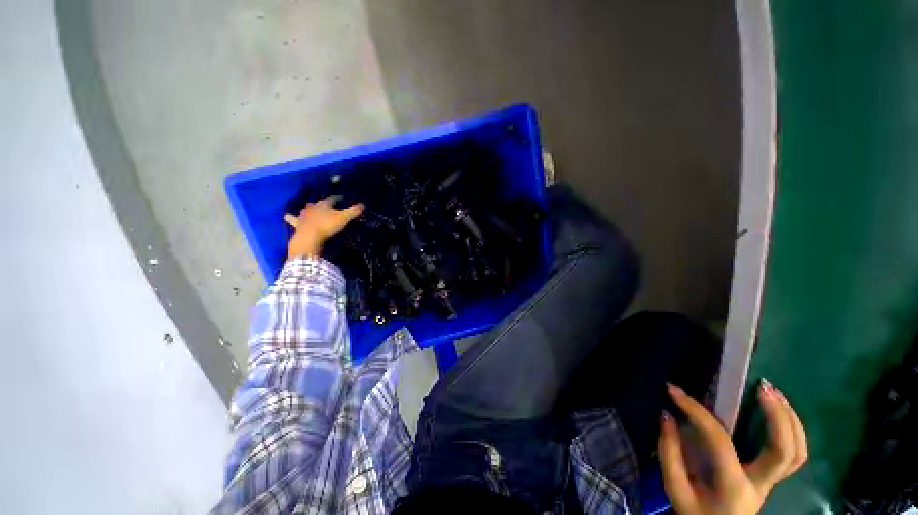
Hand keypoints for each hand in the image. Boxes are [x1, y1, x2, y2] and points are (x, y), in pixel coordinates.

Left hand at [284, 196, 363, 258]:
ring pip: (306, 210)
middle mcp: (313, 208)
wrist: (309, 236)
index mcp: (324, 205)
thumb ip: (353, 212)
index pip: (332, 199)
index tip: (342, 198)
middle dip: (322, 204)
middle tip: (325, 205)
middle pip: (318, 204)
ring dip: (308, 210)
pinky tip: (287, 217)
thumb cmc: (327, 226)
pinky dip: (291, 218)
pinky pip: (292, 219)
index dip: (337, 198)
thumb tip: (363, 205)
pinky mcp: (297, 224)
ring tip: (308, 210)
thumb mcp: (344, 219)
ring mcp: (303, 216)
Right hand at [659, 381, 807, 514]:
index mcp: (732, 487)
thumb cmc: (696, 513)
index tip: (675, 390)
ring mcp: (771, 482)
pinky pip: (794, 454)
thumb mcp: (675, 488)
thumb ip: (669, 452)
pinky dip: (792, 429)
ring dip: (791, 420)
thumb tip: (667, 415)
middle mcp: (760, 484)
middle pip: (784, 452)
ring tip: (774, 392)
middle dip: (778, 417)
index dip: (696, 412)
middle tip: (762, 387)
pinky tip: (779, 410)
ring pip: (798, 453)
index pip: (719, 441)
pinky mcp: (773, 478)